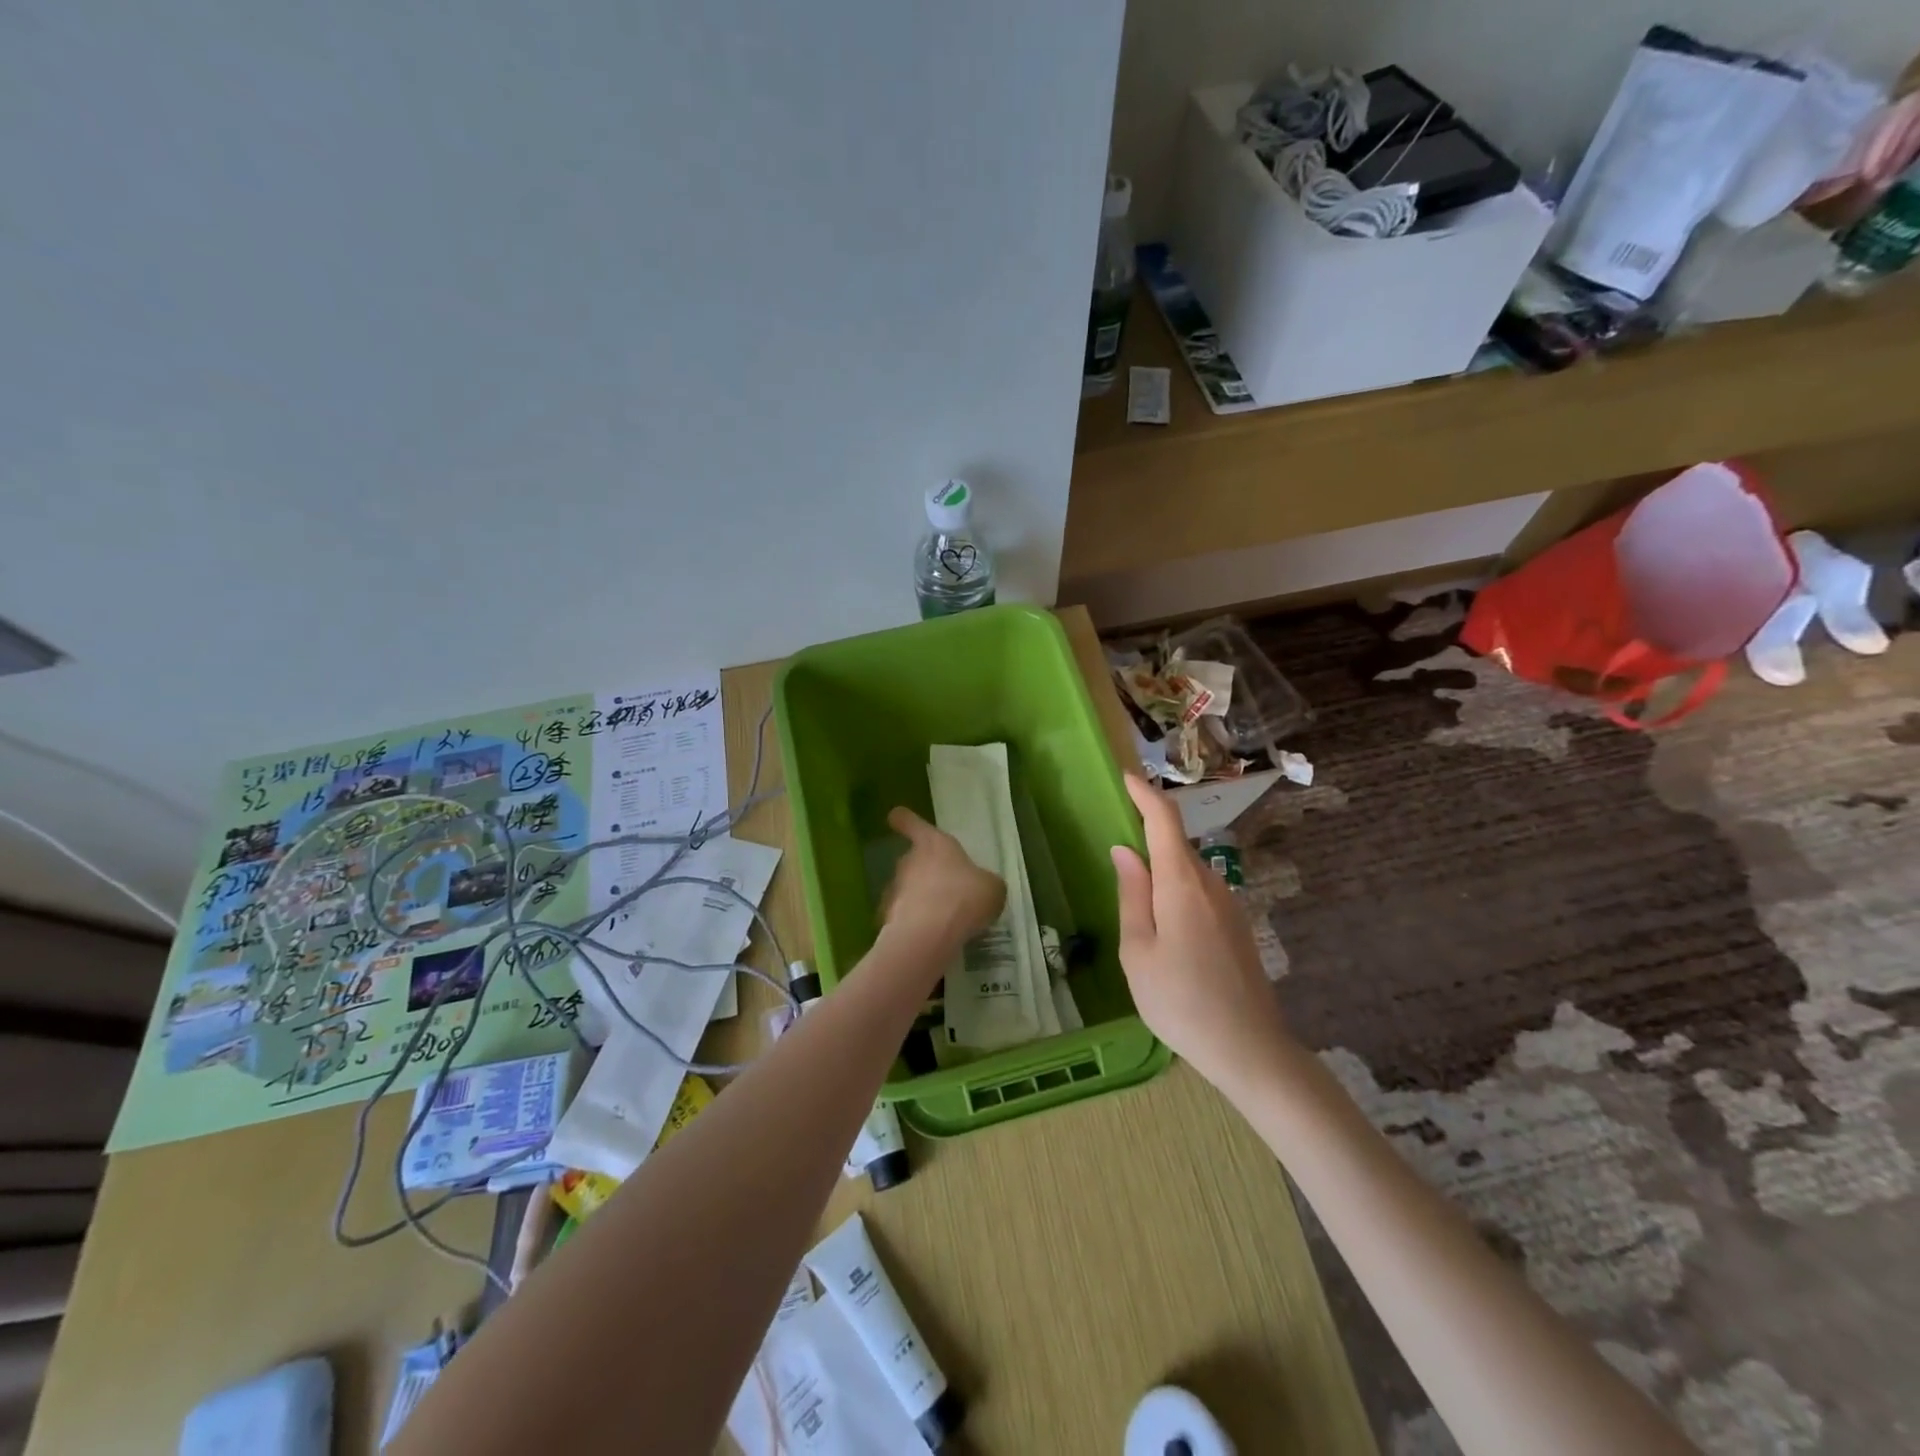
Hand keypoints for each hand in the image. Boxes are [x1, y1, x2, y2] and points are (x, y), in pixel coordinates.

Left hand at [880, 806, 1004, 957]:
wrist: (929, 935)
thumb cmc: (964, 897)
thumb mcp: (992, 888)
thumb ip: (985, 883)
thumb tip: (982, 887)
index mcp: (933, 844)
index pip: (911, 823)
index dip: (905, 820)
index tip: (897, 818)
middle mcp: (908, 861)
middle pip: (911, 860)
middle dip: (925, 873)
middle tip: (946, 890)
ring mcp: (894, 890)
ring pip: (906, 889)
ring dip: (919, 899)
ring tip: (941, 920)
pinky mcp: (886, 918)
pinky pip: (902, 917)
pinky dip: (912, 924)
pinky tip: (929, 938)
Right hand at [1111, 774, 1292, 1089]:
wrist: (1250, 1049)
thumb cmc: (1180, 1002)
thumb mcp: (1138, 951)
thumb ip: (1131, 895)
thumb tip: (1125, 851)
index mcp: (1182, 885)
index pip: (1165, 821)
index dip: (1145, 794)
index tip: (1125, 777)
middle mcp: (1211, 884)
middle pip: (1177, 845)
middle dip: (1147, 834)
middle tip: (1115, 846)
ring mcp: (1229, 905)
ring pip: (1188, 871)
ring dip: (1161, 868)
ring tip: (1133, 895)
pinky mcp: (1237, 926)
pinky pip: (1200, 893)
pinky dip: (1175, 891)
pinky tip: (1162, 926)